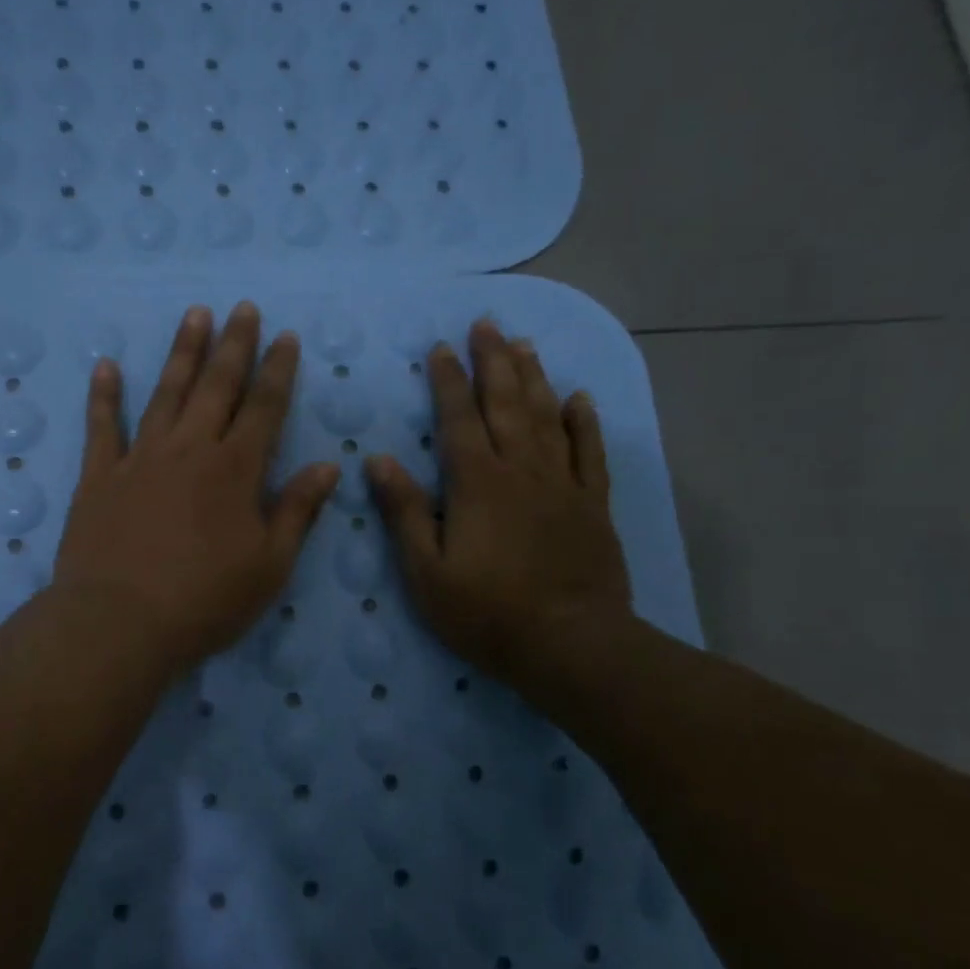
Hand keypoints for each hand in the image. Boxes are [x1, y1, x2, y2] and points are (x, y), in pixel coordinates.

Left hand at [54, 303, 340, 682]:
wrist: (120, 622)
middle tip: (242, 307)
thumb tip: (328, 466)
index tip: (285, 336)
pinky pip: (102, 427)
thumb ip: (297, 511)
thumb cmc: (205, 601)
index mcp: (236, 470)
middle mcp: (190, 450)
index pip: (264, 407)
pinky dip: (104, 395)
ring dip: (182, 353)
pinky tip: (106, 365)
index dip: (278, 370)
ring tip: (194, 315)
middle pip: (216, 386)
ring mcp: (140, 458)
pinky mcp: (99, 476)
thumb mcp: (269, 566)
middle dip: (234, 345)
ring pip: (166, 393)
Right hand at [367, 319, 632, 689]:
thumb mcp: (426, 571)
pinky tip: (578, 398)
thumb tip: (377, 459)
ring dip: (533, 378)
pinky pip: (588, 453)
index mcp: (476, 483)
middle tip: (486, 324)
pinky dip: (583, 422)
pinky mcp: (592, 505)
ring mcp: (561, 485)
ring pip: (546, 417)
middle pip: (505, 404)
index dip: (448, 381)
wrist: (570, 645)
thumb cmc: (486, 612)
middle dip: (493, 361)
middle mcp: (520, 470)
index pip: (458, 419)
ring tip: (523, 344)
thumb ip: (403, 512)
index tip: (441, 348)